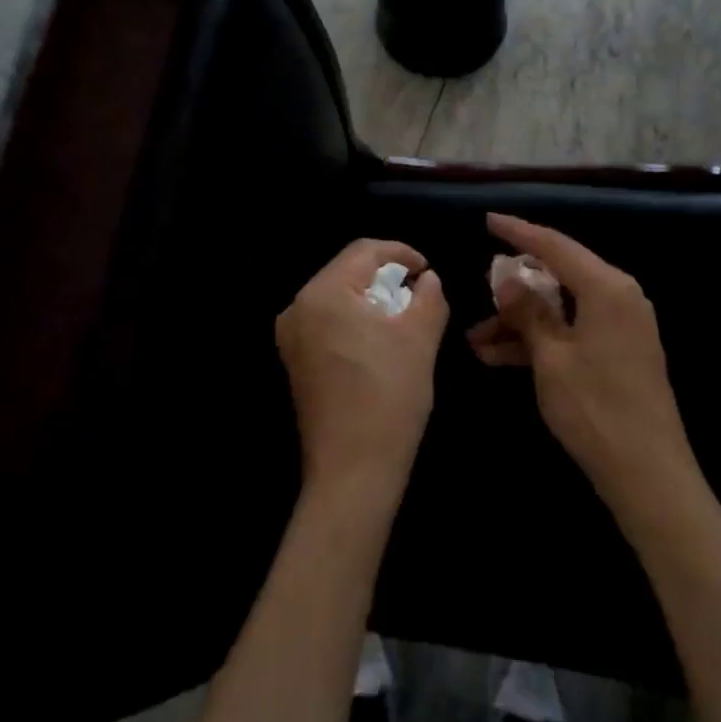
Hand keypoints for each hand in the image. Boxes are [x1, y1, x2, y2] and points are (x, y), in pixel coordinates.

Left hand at [276, 239, 448, 498]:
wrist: (353, 471)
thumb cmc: (389, 397)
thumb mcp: (420, 338)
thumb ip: (429, 296)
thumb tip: (427, 279)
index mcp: (323, 293)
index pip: (364, 251)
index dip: (401, 253)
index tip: (428, 271)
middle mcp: (298, 307)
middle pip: (347, 271)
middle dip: (385, 277)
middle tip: (419, 294)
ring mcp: (291, 336)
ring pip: (338, 297)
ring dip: (371, 299)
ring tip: (404, 317)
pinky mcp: (295, 360)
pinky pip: (327, 322)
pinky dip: (355, 320)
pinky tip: (379, 341)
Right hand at [469, 214, 697, 520]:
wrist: (649, 474)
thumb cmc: (595, 409)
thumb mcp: (551, 357)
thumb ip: (528, 311)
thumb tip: (507, 279)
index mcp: (607, 287)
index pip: (555, 246)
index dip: (519, 232)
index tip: (489, 220)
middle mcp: (619, 297)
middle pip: (558, 276)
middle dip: (513, 290)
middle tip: (478, 295)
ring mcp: (620, 326)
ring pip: (560, 308)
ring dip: (520, 322)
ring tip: (475, 340)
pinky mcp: (618, 351)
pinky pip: (571, 331)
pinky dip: (539, 340)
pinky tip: (498, 357)